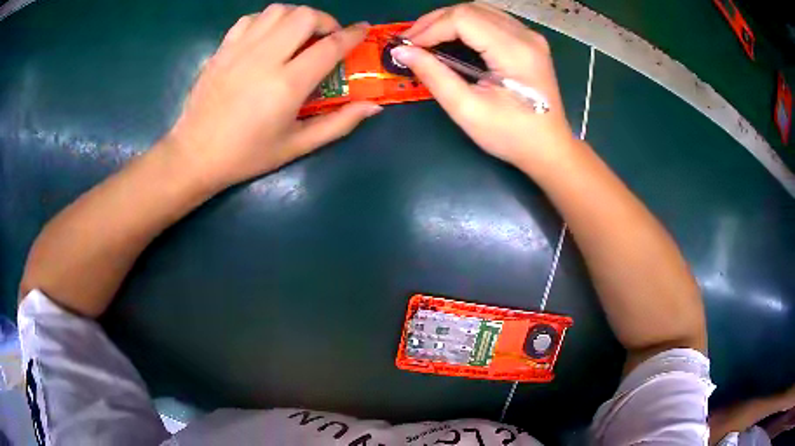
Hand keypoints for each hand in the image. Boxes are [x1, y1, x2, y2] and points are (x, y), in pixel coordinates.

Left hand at [166, 5, 381, 189]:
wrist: (194, 155)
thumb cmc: (246, 155)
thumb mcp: (296, 145)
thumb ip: (338, 124)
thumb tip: (373, 106)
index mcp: (287, 84)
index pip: (330, 46)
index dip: (353, 35)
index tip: (363, 30)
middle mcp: (265, 58)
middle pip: (305, 16)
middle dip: (325, 21)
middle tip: (326, 39)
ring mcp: (240, 50)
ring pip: (278, 10)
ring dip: (296, 17)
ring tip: (297, 36)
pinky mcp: (223, 49)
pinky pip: (251, 19)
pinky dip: (267, 21)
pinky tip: (268, 38)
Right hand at [393, 3, 575, 169]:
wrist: (549, 148)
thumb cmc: (511, 136)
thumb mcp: (468, 110)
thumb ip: (434, 76)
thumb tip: (402, 51)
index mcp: (514, 51)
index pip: (463, 18)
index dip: (431, 28)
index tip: (408, 46)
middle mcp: (525, 35)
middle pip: (471, 9)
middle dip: (436, 21)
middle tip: (413, 41)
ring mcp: (530, 36)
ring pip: (480, 10)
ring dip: (450, 20)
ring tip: (428, 38)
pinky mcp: (530, 41)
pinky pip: (492, 20)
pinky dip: (467, 24)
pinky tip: (453, 38)